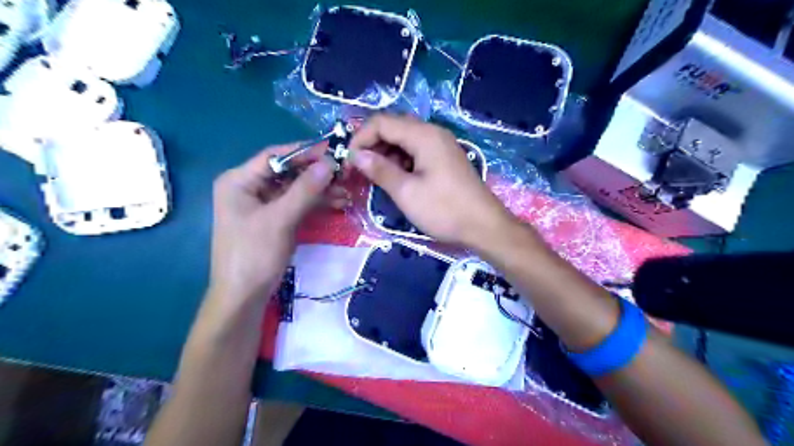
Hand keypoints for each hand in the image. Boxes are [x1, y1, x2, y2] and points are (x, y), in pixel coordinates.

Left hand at [210, 143, 347, 299]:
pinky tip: (338, 203)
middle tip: (345, 173)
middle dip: (316, 173)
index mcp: (239, 181)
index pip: (276, 156)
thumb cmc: (254, 254)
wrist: (243, 296)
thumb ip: (305, 190)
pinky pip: (297, 204)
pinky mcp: (274, 219)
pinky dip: (316, 203)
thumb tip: (329, 164)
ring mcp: (263, 205)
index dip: (305, 152)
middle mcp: (250, 188)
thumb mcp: (280, 219)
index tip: (334, 151)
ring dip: (320, 190)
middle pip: (287, 172)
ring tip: (346, 190)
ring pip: (296, 189)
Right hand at [348, 112, 511, 247]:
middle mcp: (433, 133)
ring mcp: (440, 145)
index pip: (381, 122)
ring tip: (374, 177)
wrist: (484, 226)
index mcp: (423, 135)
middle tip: (358, 170)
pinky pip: (416, 151)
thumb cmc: (444, 209)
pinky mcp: (444, 158)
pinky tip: (395, 178)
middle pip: (393, 127)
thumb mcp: (406, 192)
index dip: (359, 139)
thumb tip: (356, 155)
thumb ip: (379, 170)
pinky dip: (401, 161)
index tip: (348, 163)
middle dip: (371, 146)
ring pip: (404, 140)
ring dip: (385, 154)